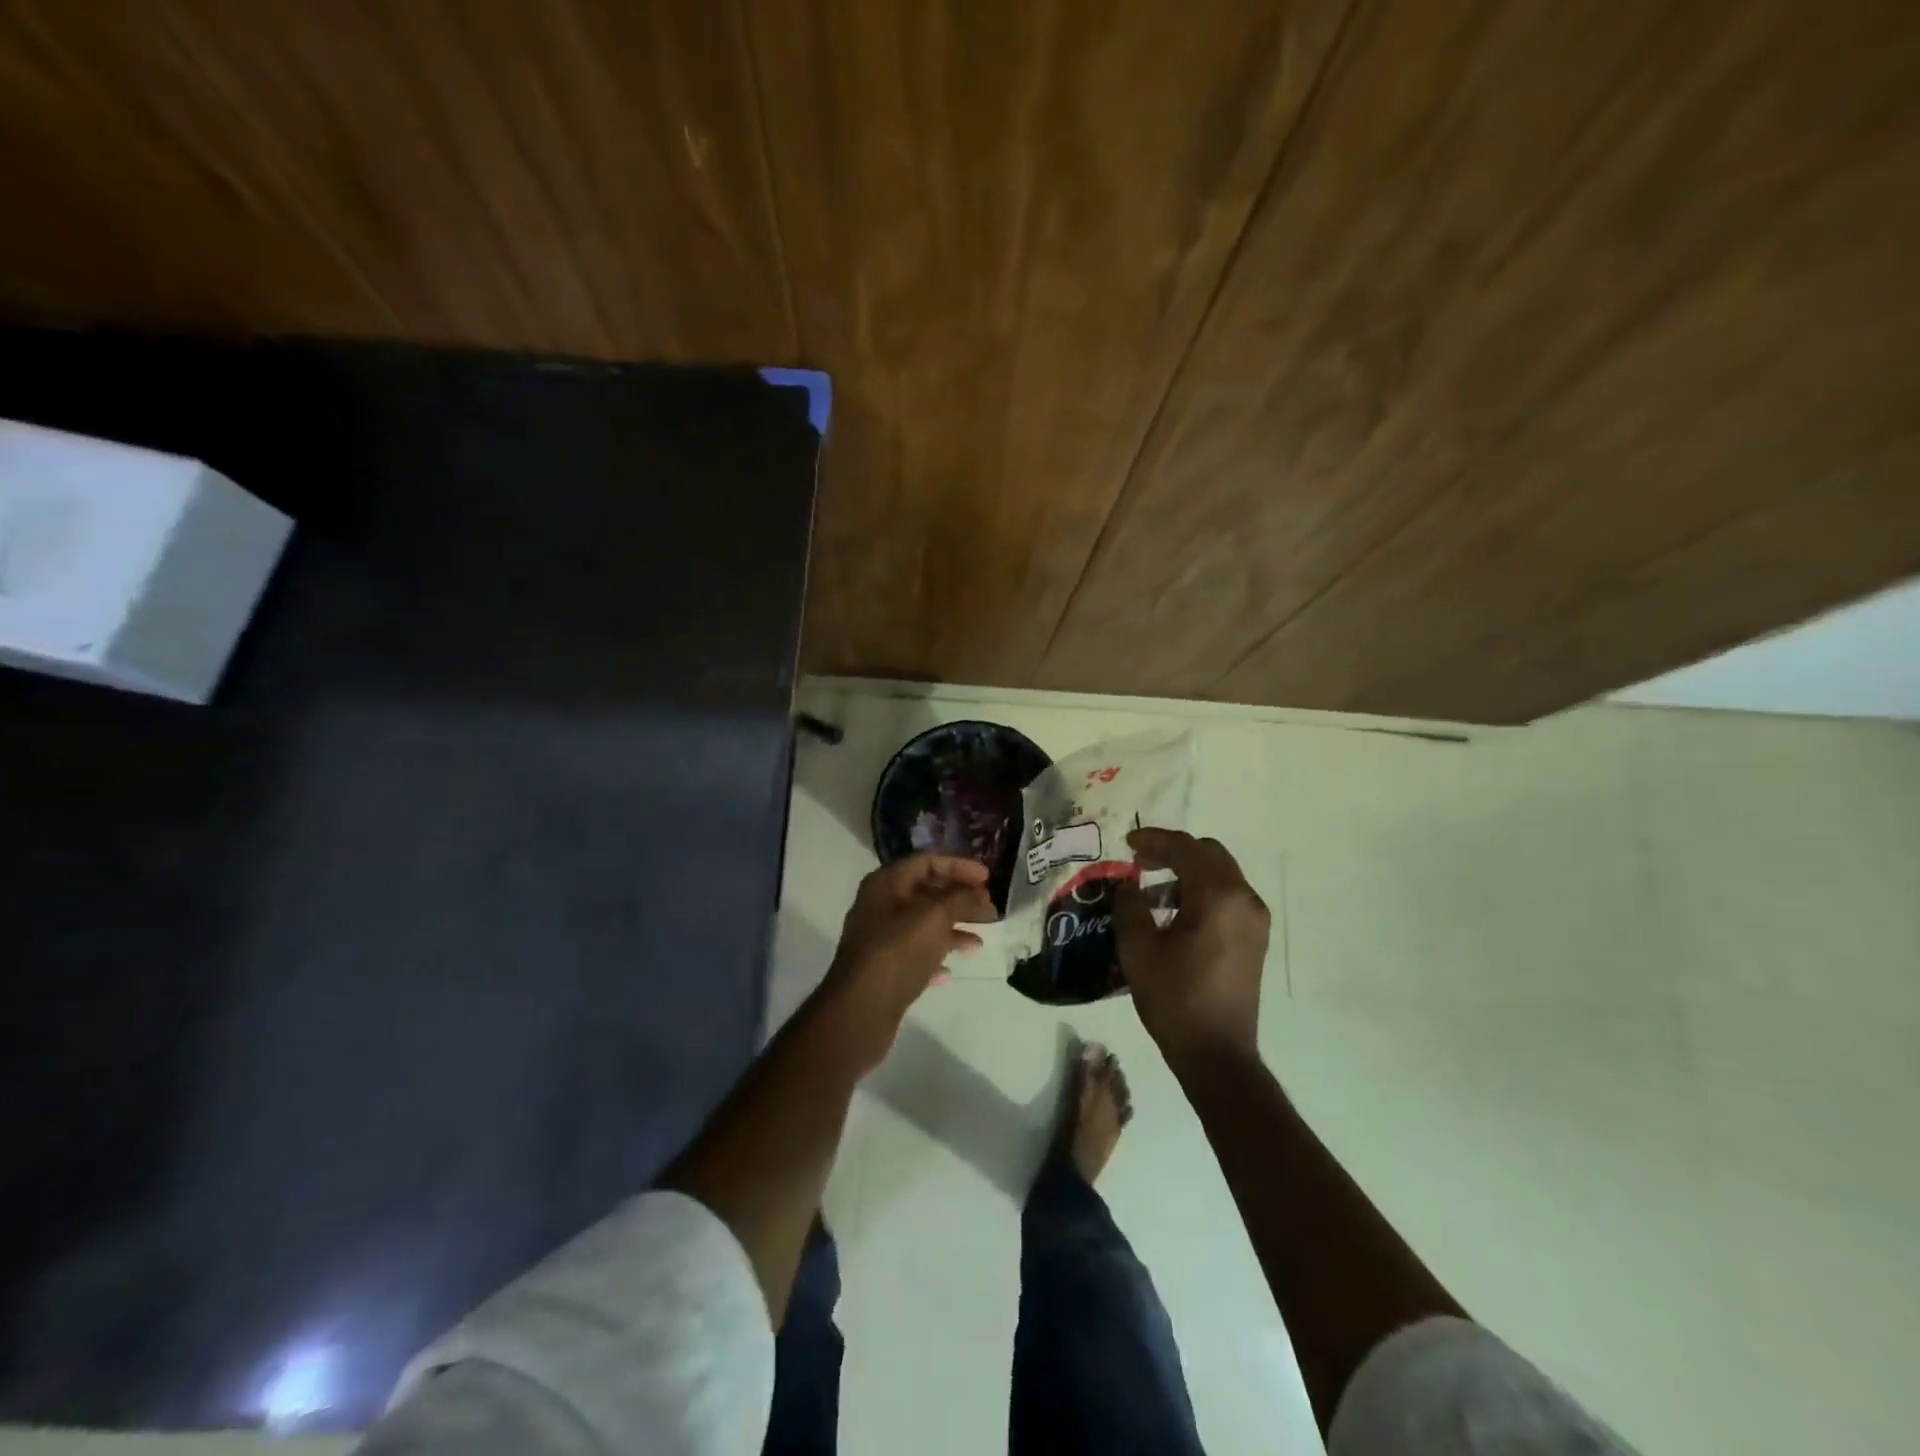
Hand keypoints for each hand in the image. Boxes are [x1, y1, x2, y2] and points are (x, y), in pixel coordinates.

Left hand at [818, 854, 994, 1066]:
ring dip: (953, 929)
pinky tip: (950, 971)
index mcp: (886, 883)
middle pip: (927, 893)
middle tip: (990, 911)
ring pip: (924, 925)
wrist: (860, 1009)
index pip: (927, 862)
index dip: (959, 866)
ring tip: (979, 943)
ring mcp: (880, 938)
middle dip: (960, 900)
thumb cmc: (898, 951)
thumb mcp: (934, 917)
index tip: (988, 879)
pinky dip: (935, 956)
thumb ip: (961, 899)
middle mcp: (880, 905)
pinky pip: (915, 954)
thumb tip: (980, 894)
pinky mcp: (884, 968)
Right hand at [1113, 829, 1269, 1072]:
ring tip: (1150, 890)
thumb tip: (1129, 885)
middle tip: (1140, 861)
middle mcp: (1244, 899)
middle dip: (1173, 852)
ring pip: (1220, 874)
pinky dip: (1200, 892)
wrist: (1217, 1054)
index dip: (1153, 840)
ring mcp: (1254, 919)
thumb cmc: (1175, 998)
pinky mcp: (1254, 938)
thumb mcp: (1138, 949)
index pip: (1186, 849)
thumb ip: (1129, 905)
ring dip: (1186, 872)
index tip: (1126, 844)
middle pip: (1209, 854)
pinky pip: (1227, 897)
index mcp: (1218, 896)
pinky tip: (1172, 913)